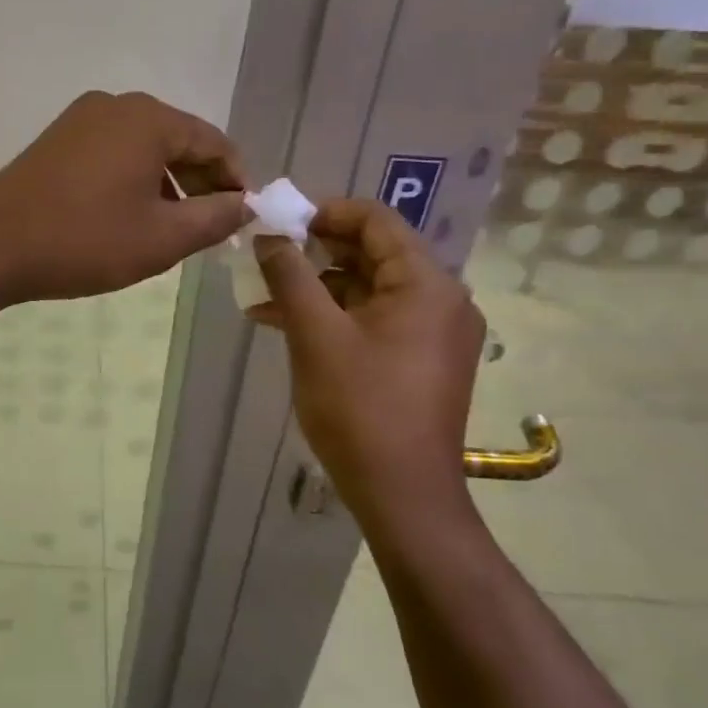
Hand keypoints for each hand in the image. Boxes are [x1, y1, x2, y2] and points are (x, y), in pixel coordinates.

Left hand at [0, 91, 249, 301]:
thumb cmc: (84, 241)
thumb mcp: (162, 238)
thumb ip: (215, 218)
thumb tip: (246, 205)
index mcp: (149, 119)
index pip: (214, 142)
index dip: (236, 181)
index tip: (243, 218)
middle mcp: (116, 105)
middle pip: (178, 141)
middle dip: (200, 184)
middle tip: (210, 229)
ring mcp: (81, 119)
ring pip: (144, 148)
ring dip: (167, 185)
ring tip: (172, 230)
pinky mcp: (57, 140)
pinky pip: (113, 153)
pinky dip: (133, 180)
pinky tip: (130, 217)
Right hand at [251, 198, 484, 497]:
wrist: (402, 494)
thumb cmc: (359, 406)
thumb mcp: (314, 334)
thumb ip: (289, 275)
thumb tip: (267, 236)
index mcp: (426, 283)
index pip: (376, 220)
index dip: (324, 213)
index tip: (279, 223)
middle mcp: (442, 299)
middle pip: (374, 253)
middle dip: (315, 252)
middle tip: (267, 256)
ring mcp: (435, 333)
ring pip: (370, 289)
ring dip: (319, 287)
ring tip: (264, 296)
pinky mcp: (423, 361)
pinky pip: (376, 320)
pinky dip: (336, 317)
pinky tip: (288, 326)